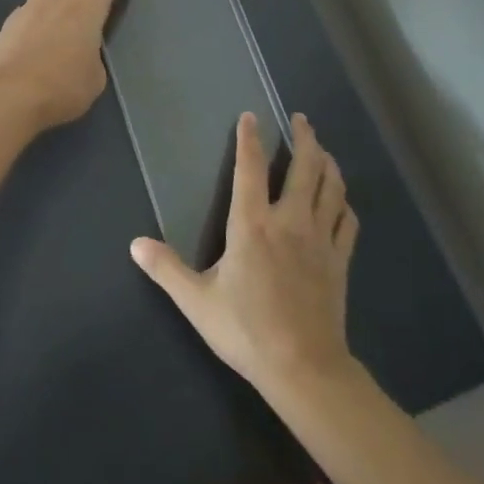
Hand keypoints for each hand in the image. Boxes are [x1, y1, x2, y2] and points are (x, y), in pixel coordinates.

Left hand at [0, 0, 129, 131]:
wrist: (11, 94)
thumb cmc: (63, 87)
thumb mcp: (95, 78)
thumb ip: (93, 57)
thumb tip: (85, 53)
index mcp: (86, 8)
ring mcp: (31, 6)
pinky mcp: (11, 20)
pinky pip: (30, 1)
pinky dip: (41, 0)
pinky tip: (41, 12)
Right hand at [131, 112, 358, 395]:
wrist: (303, 367)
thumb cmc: (246, 330)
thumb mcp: (197, 301)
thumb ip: (166, 269)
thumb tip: (135, 243)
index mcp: (252, 225)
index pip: (250, 169)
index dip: (250, 139)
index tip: (250, 116)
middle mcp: (290, 221)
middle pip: (305, 167)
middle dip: (304, 138)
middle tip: (301, 119)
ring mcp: (320, 239)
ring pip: (331, 188)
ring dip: (327, 163)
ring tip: (322, 149)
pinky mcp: (339, 260)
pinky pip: (347, 221)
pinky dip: (344, 203)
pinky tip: (341, 200)